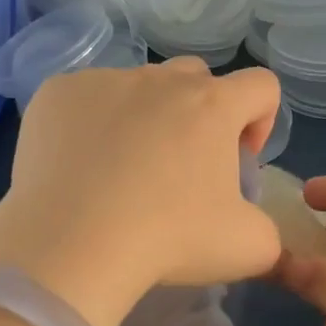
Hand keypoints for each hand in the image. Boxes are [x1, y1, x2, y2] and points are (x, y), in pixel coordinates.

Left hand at [0, 59, 283, 325]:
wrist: (72, 245)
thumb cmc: (168, 240)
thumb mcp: (248, 248)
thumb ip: (268, 229)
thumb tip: (251, 223)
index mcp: (213, 105)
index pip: (261, 86)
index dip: (261, 121)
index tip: (239, 161)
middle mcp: (160, 79)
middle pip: (197, 78)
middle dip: (202, 113)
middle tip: (183, 166)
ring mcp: (104, 80)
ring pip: (138, 86)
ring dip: (144, 116)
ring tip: (124, 169)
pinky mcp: (57, 92)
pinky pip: (85, 98)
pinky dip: (91, 123)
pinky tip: (80, 167)